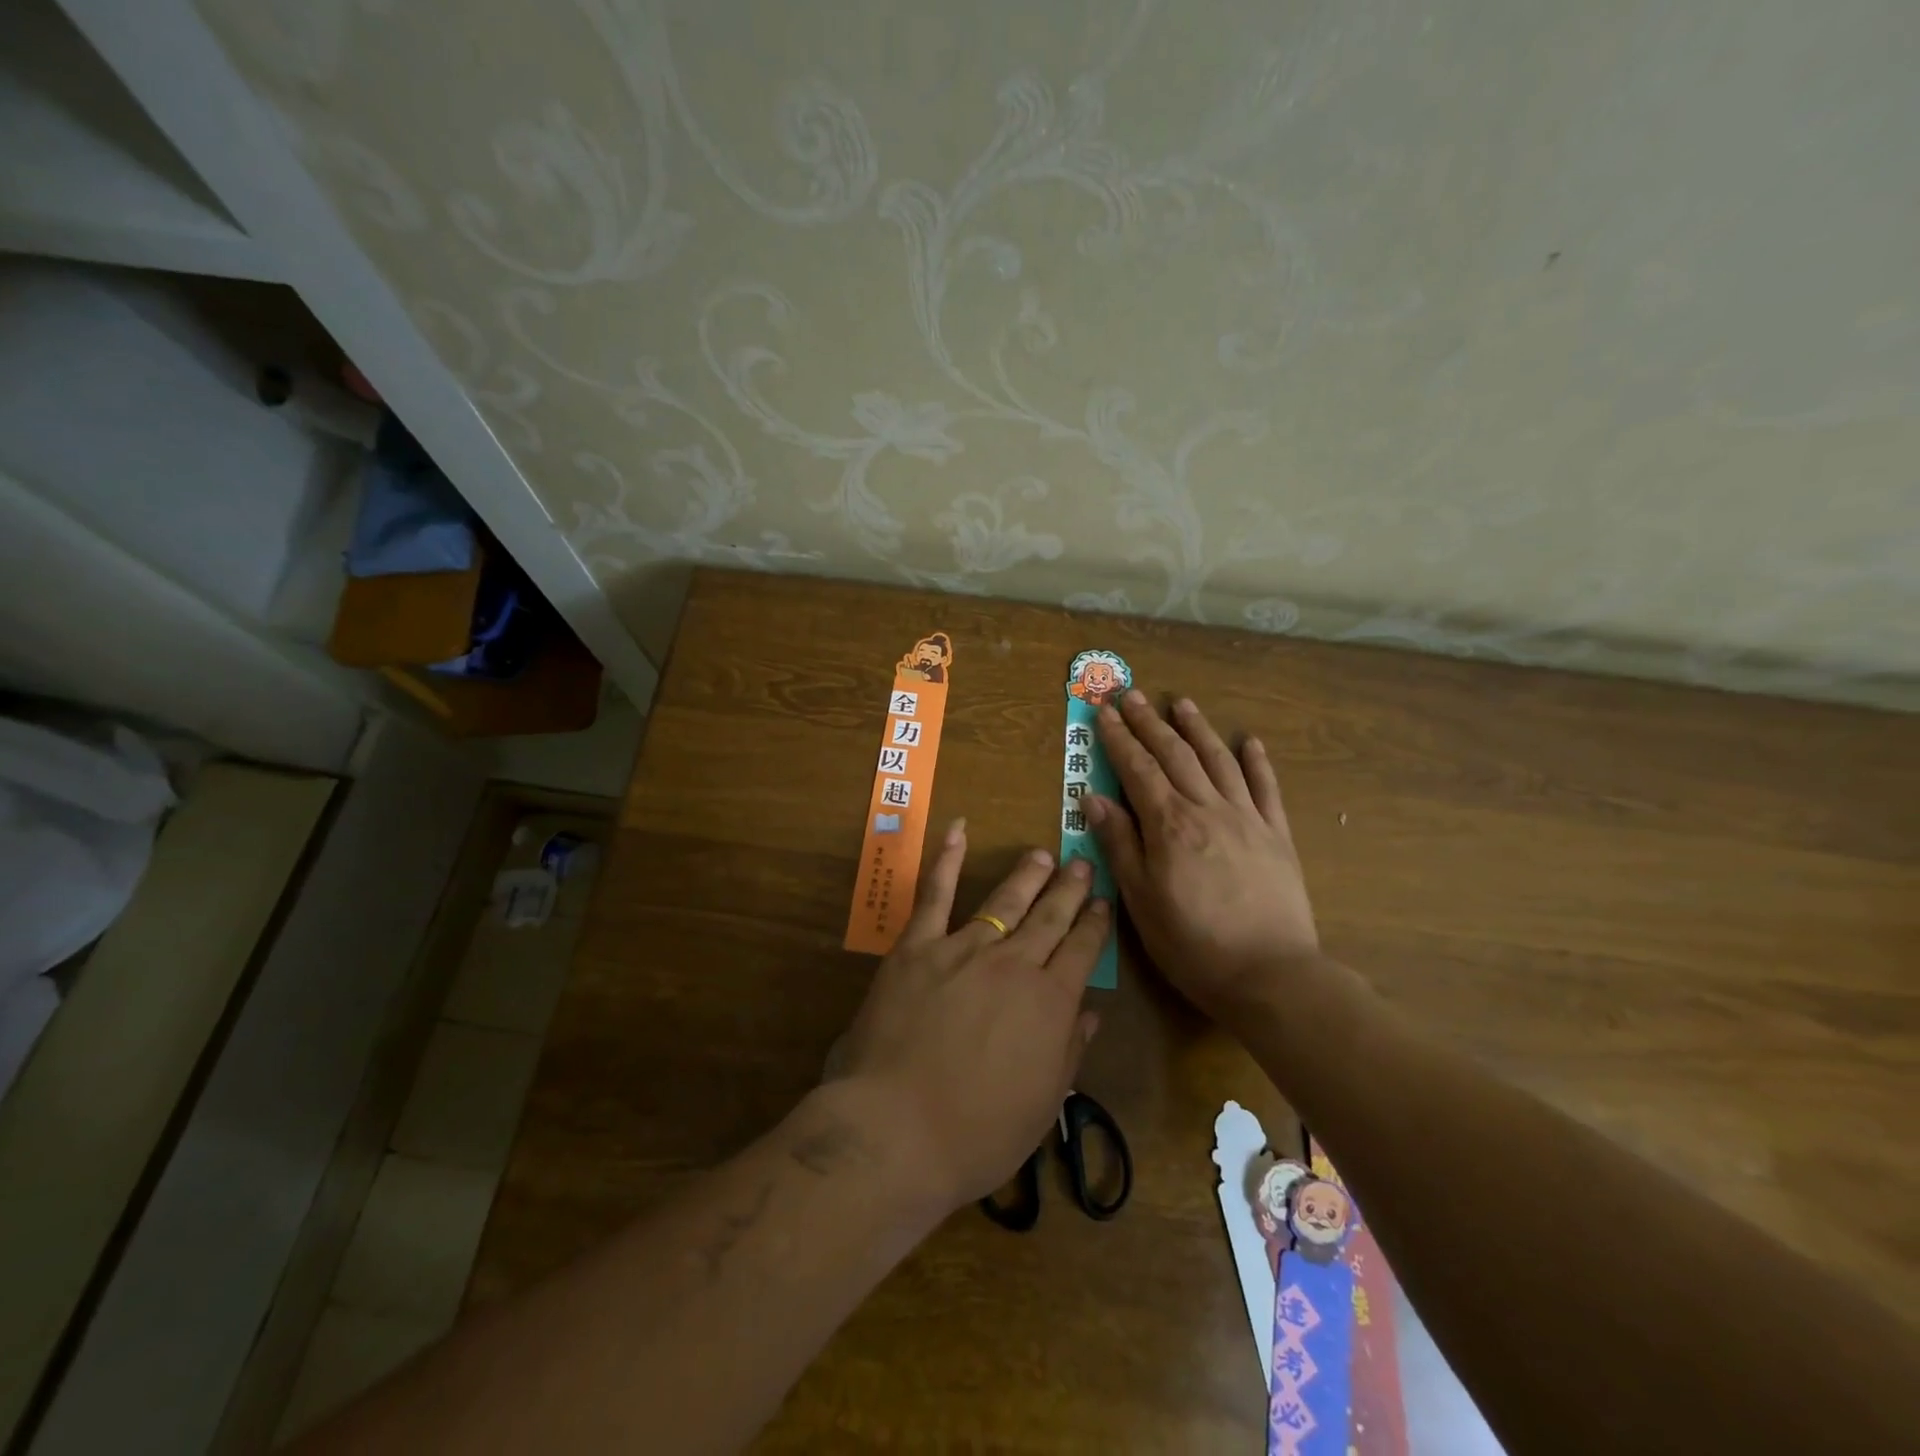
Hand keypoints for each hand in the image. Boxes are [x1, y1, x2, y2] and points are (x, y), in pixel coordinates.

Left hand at [836, 821, 1106, 1211]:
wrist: (896, 1129)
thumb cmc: (976, 1134)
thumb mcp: (1041, 1105)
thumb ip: (1068, 1052)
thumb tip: (1090, 1013)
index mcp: (1050, 1003)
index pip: (1081, 951)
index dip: (1095, 925)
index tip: (1104, 903)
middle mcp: (1014, 965)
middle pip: (1050, 918)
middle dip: (1070, 890)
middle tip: (1083, 864)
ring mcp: (963, 949)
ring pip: (1004, 901)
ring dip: (1027, 875)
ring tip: (1043, 854)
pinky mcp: (917, 947)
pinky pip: (934, 895)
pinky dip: (947, 860)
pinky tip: (958, 831)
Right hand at [1088, 691, 1317, 1017]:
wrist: (1271, 975)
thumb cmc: (1193, 944)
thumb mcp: (1141, 900)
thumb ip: (1120, 844)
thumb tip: (1094, 798)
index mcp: (1170, 825)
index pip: (1137, 769)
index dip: (1119, 739)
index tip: (1105, 712)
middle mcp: (1207, 809)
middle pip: (1175, 755)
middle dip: (1150, 723)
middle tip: (1132, 695)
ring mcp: (1247, 818)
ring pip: (1218, 760)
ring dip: (1197, 728)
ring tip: (1181, 702)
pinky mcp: (1277, 835)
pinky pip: (1266, 788)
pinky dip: (1256, 761)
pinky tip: (1249, 740)